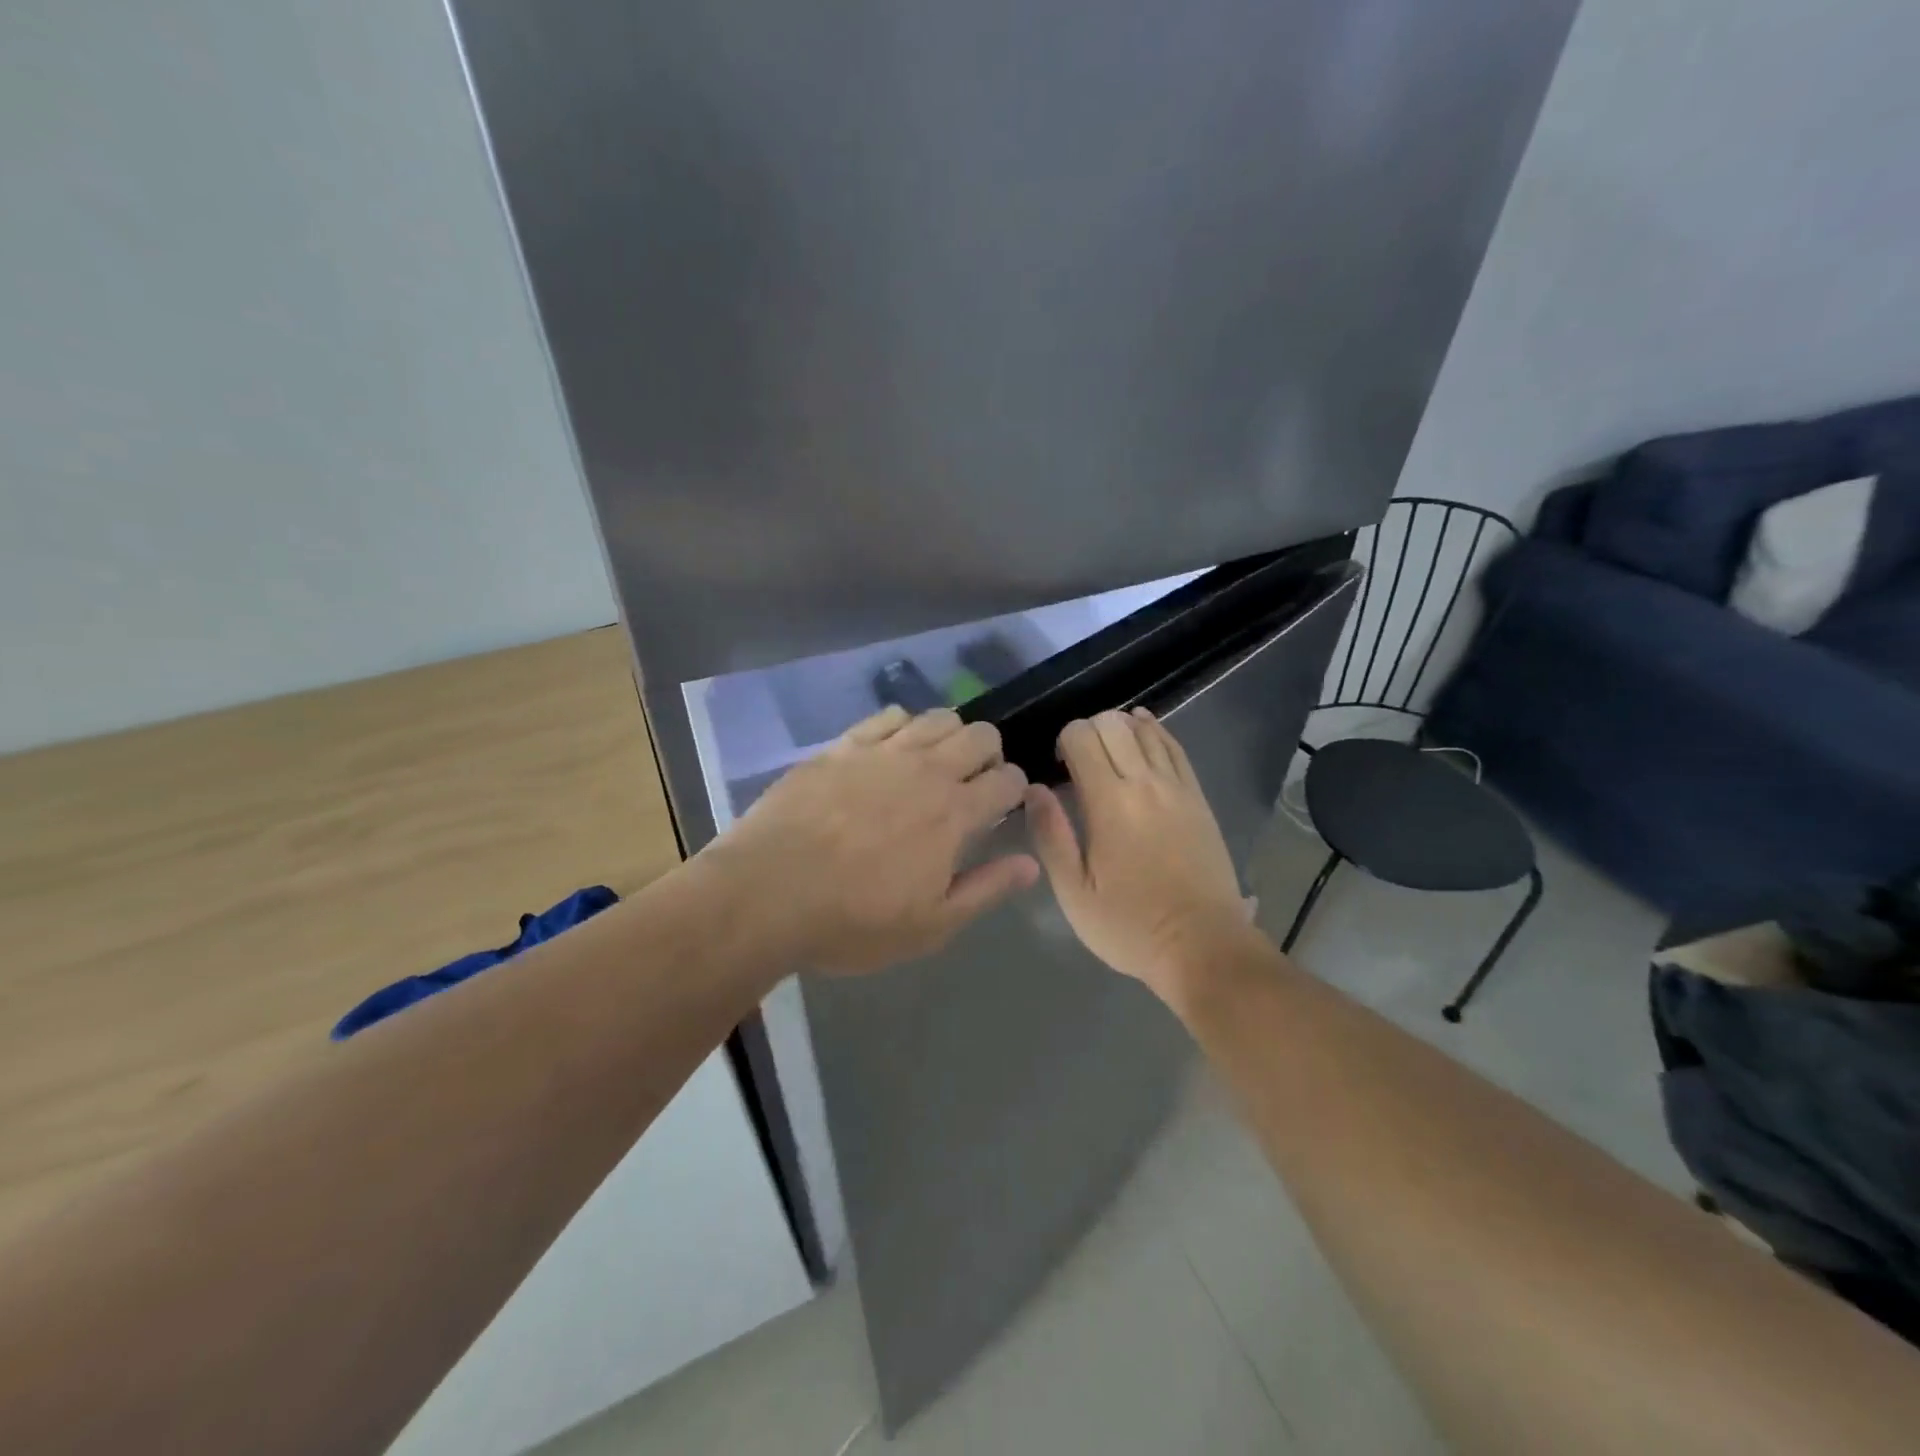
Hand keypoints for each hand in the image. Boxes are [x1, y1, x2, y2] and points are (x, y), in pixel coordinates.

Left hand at [713, 706, 1037, 974]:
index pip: (1008, 780)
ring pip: (939, 717)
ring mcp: (882, 752)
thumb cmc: (852, 921)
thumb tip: (1031, 865)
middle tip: (970, 787)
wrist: (766, 894)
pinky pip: (889, 716)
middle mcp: (927, 770)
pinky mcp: (843, 746)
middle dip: (988, 756)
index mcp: (955, 814)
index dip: (1013, 791)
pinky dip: (904, 726)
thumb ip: (987, 889)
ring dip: (950, 736)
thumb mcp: (930, 925)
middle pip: (981, 735)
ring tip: (933, 766)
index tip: (1000, 809)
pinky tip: (892, 752)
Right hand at [1026, 708, 1257, 1000]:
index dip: (1063, 741)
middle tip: (1079, 762)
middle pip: (1113, 724)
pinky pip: (1175, 747)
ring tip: (1107, 752)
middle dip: (1089, 730)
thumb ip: (1051, 835)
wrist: (1203, 945)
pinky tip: (1143, 731)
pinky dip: (1155, 731)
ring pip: (1145, 730)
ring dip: (1120, 728)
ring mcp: (1178, 787)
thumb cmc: (1130, 925)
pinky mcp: (1199, 797)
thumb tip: (1032, 789)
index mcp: (1110, 802)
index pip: (1082, 737)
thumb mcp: (1074, 892)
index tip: (1058, 768)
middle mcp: (1145, 783)